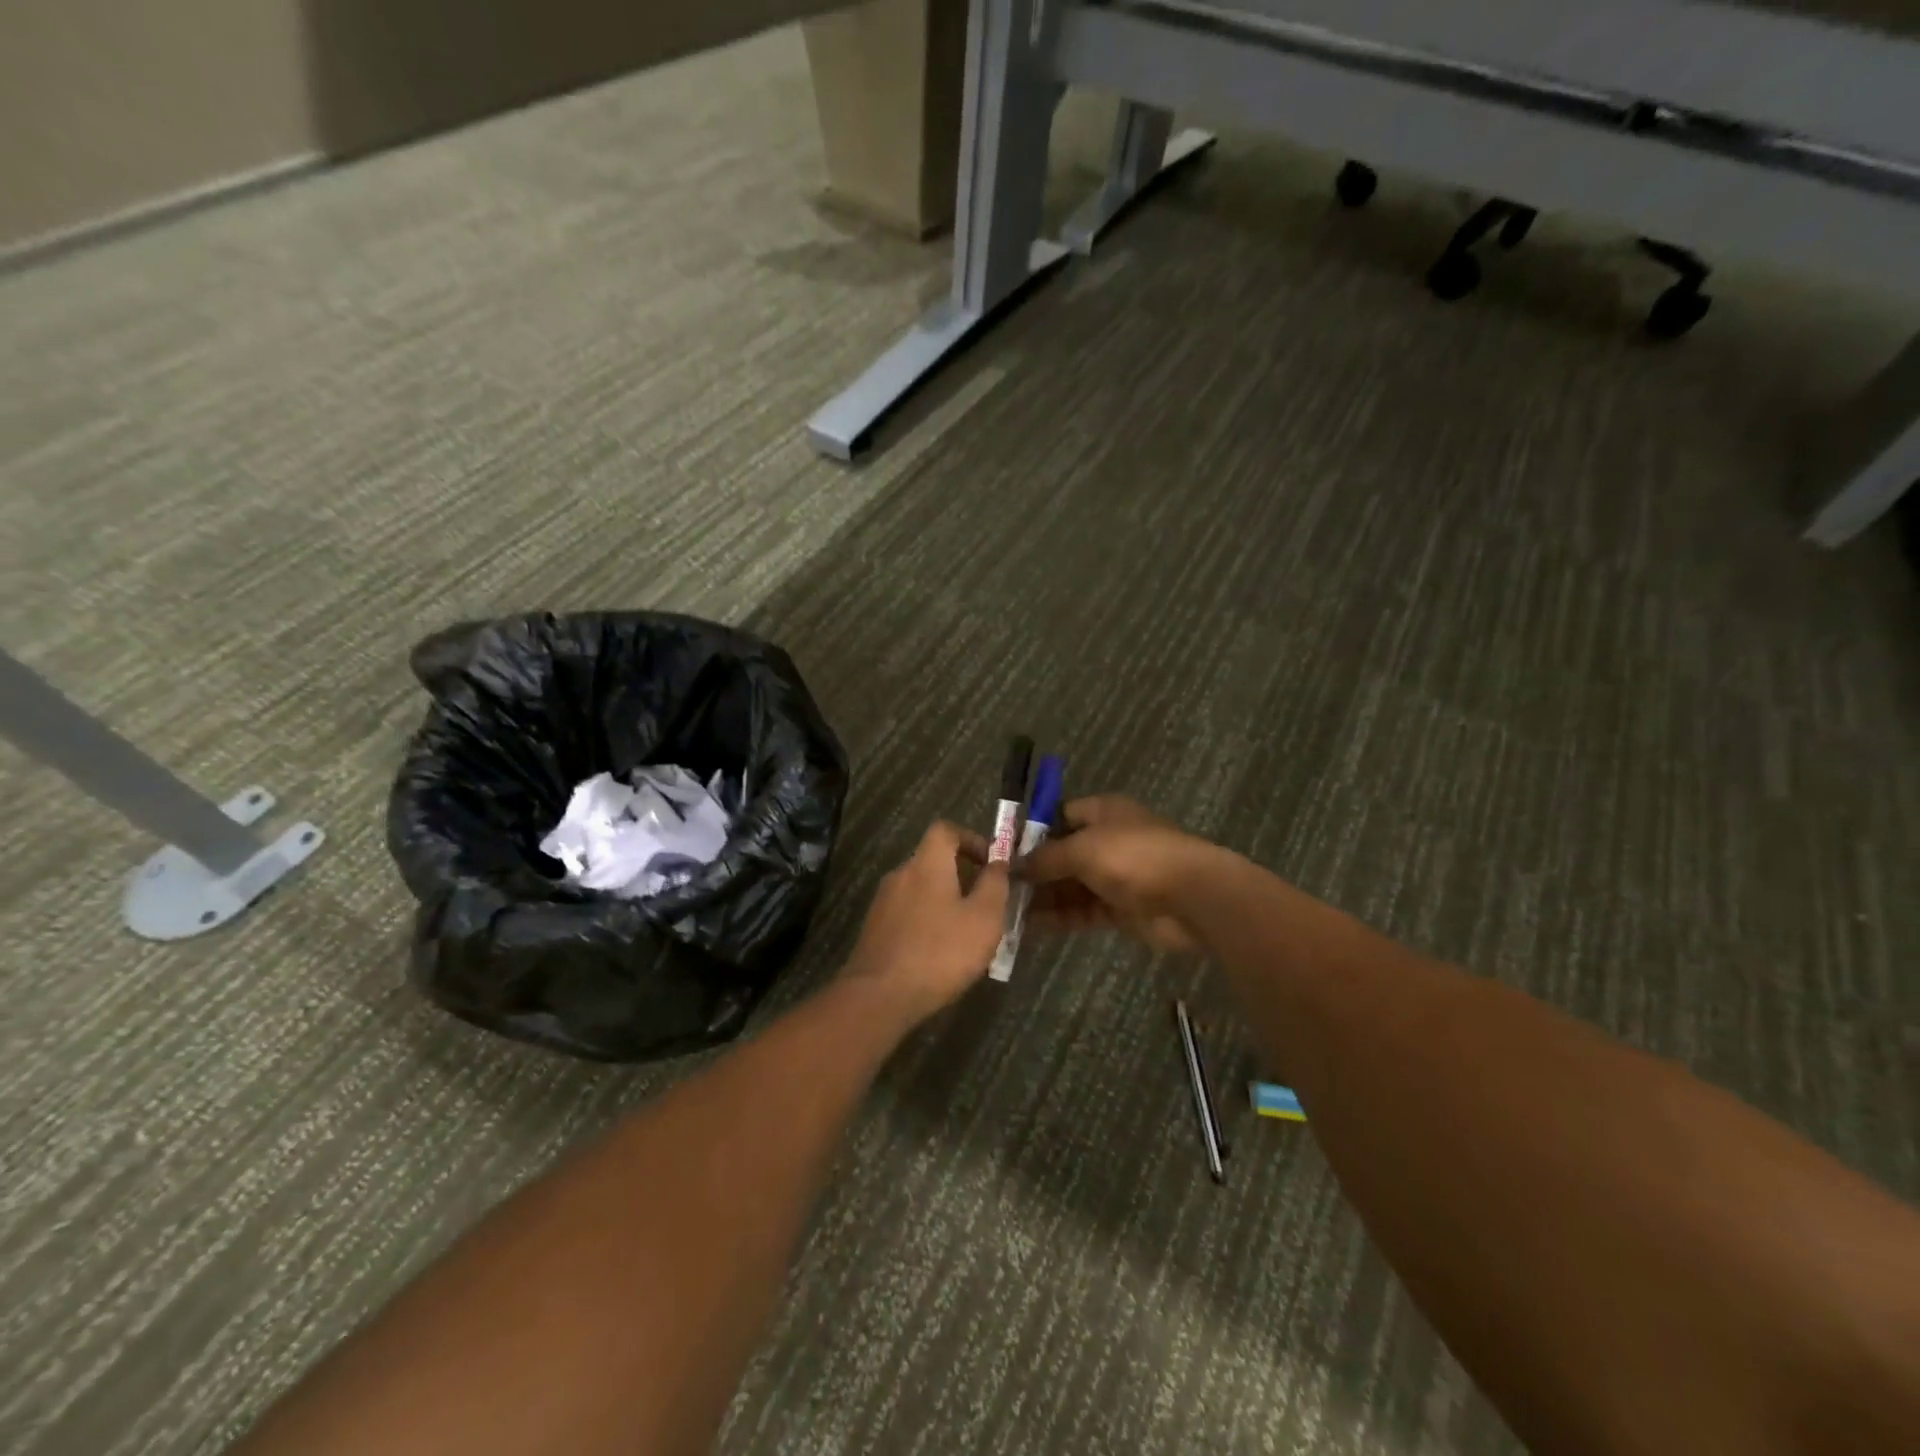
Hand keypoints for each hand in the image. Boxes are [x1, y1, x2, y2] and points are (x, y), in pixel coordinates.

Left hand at [841, 821, 1010, 1022]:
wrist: (879, 996)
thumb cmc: (940, 952)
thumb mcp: (984, 918)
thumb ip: (995, 885)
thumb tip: (999, 863)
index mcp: (927, 863)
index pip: (945, 829)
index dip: (971, 839)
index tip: (991, 863)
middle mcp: (900, 874)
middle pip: (933, 860)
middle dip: (962, 876)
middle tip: (986, 904)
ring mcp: (883, 902)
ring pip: (920, 889)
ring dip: (945, 902)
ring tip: (966, 933)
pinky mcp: (874, 929)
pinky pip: (907, 914)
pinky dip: (927, 922)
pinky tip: (939, 953)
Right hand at [1023, 796, 1217, 954]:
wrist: (1191, 898)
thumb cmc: (1133, 857)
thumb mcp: (1082, 848)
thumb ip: (1045, 858)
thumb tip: (1014, 866)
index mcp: (1104, 812)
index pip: (1060, 814)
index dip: (1032, 830)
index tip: (1004, 849)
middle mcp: (1108, 840)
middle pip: (1062, 853)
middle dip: (1033, 869)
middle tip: (997, 886)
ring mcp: (1116, 876)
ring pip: (1070, 885)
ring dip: (1042, 896)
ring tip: (1004, 910)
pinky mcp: (1120, 909)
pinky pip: (1082, 910)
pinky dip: (1058, 917)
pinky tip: (1028, 927)